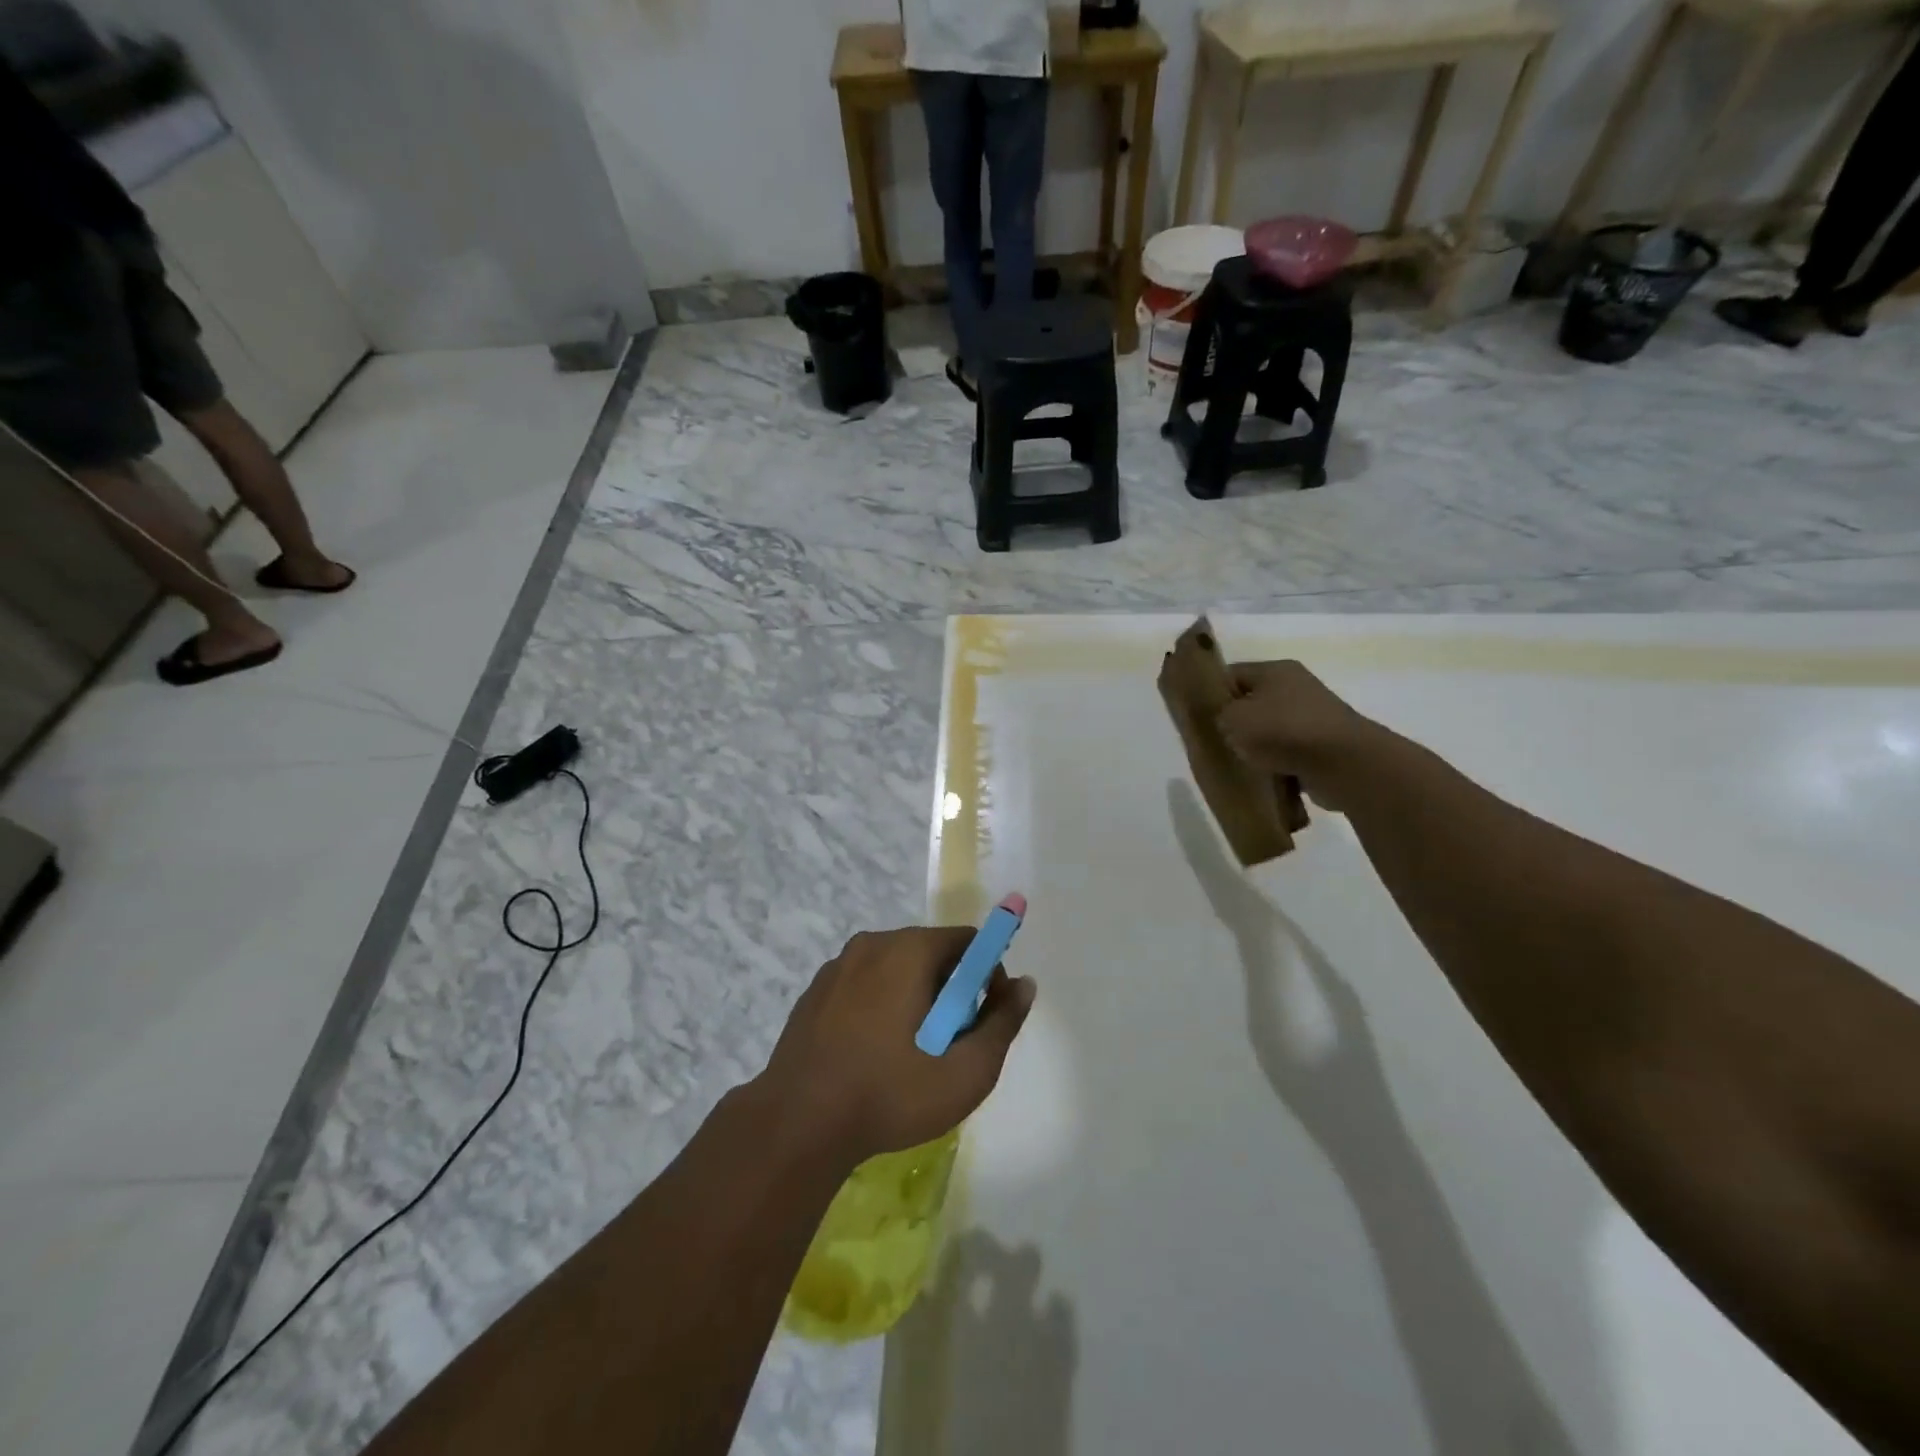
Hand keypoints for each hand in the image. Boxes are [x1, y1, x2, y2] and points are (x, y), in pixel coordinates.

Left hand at [759, 927, 1035, 1165]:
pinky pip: (864, 986)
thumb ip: (1002, 1023)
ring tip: (912, 1055)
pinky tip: (874, 1054)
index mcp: (907, 949)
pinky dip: (881, 1007)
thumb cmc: (889, 1094)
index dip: (987, 975)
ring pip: (895, 970)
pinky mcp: (814, 993)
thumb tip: (1025, 984)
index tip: (985, 1019)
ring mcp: (837, 967)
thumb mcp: (965, 1071)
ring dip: (915, 1000)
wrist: (796, 1125)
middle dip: (951, 991)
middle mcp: (871, 944)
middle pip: (931, 953)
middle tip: (951, 1044)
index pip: (966, 941)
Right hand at [1217, 660, 1387, 811]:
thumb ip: (1217, 714)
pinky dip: (1275, 764)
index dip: (1210, 693)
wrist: (1344, 764)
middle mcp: (1296, 687)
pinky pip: (1287, 753)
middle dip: (1232, 723)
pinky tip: (1261, 777)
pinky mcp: (1322, 746)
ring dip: (1254, 747)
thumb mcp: (1232, 718)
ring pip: (1269, 730)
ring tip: (1236, 763)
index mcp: (1275, 670)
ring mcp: (1313, 717)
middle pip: (1251, 702)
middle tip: (1213, 742)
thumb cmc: (1282, 731)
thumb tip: (1224, 720)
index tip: (1195, 716)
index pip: (1231, 674)